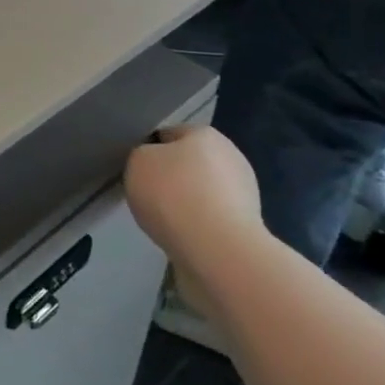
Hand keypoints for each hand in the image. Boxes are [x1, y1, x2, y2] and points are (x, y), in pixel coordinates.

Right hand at [124, 126, 264, 312]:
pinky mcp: (247, 228)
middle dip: (170, 178)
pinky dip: (196, 227)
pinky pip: (210, 219)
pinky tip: (181, 236)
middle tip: (147, 195)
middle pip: (188, 164)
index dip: (149, 150)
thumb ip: (142, 156)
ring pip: (200, 193)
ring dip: (184, 204)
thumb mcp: (137, 162)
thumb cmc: (173, 194)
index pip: (168, 135)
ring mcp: (244, 195)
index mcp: (206, 134)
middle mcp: (231, 158)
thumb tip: (155, 166)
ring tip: (163, 221)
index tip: (136, 170)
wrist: (216, 250)